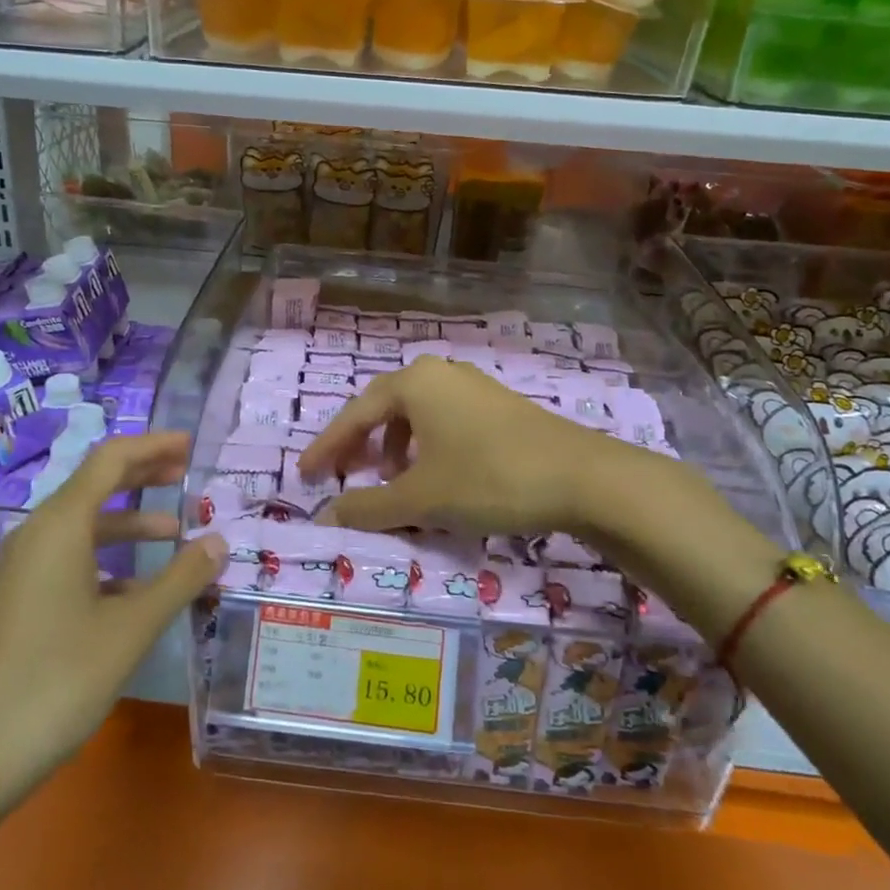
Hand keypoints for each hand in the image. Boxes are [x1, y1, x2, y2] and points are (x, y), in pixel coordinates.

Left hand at [0, 432, 224, 820]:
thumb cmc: (51, 683)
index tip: (191, 444)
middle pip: (95, 486)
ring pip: (81, 529)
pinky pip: (66, 562)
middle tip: (187, 476)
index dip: (153, 446)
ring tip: (174, 536)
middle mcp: (35, 536)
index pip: (111, 460)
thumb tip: (219, 542)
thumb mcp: (129, 631)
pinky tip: (134, 595)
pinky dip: (106, 562)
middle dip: (143, 477)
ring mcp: (18, 572)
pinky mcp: (12, 605)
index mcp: (59, 526)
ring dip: (128, 525)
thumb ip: (179, 580)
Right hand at [298, 356, 655, 539]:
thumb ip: (368, 507)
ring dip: (393, 446)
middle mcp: (440, 372)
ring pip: (416, 413)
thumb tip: (323, 517)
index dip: (327, 447)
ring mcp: (472, 385)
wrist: (583, 477)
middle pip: (383, 407)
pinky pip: (443, 419)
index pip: (354, 414)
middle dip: (359, 444)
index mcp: (414, 382)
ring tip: (389, 481)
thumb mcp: (422, 498)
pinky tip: (434, 475)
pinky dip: (425, 445)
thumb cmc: (489, 478)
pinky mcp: (497, 404)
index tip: (306, 476)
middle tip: (341, 477)